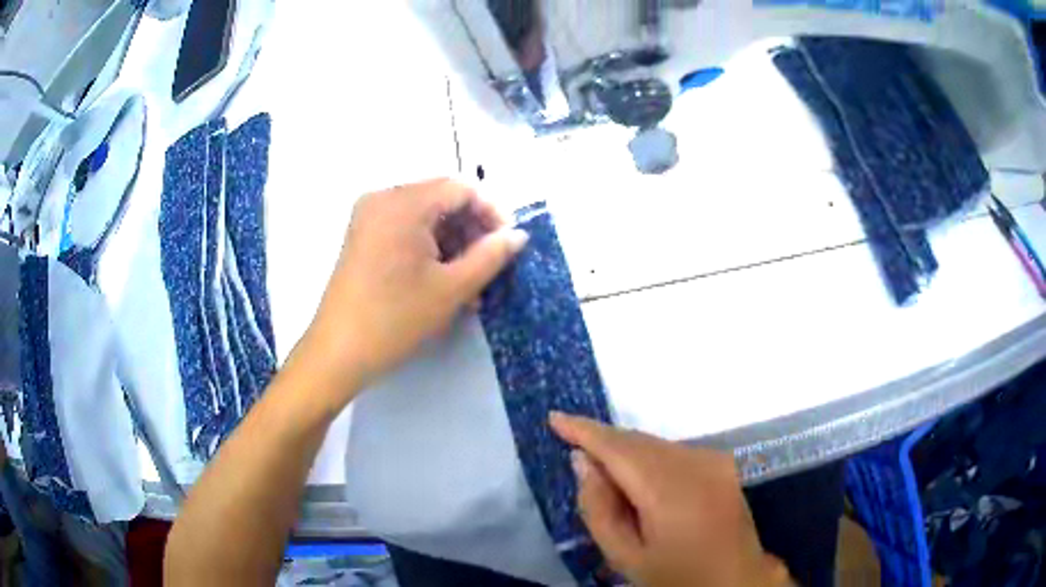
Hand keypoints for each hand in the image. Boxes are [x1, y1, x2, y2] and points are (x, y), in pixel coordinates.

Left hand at [297, 179, 527, 408]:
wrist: (339, 352)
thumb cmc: (396, 318)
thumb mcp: (451, 288)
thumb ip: (491, 256)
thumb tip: (518, 235)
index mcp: (404, 202)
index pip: (461, 188)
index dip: (492, 211)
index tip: (509, 243)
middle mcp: (383, 198)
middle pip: (442, 199)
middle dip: (472, 230)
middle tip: (491, 266)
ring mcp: (369, 216)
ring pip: (426, 216)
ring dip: (453, 243)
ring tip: (471, 283)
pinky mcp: (363, 235)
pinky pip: (406, 229)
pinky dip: (430, 248)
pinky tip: (444, 281)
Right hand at [550, 413, 792, 586]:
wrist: (735, 578)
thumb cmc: (676, 576)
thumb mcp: (625, 555)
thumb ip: (599, 507)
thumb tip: (583, 461)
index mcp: (670, 490)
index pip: (619, 448)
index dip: (585, 430)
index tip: (555, 418)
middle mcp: (695, 463)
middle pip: (637, 441)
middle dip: (603, 442)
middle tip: (575, 453)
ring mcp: (713, 460)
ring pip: (655, 444)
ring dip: (626, 452)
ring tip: (606, 476)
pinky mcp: (722, 463)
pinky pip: (673, 451)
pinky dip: (649, 458)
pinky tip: (639, 482)